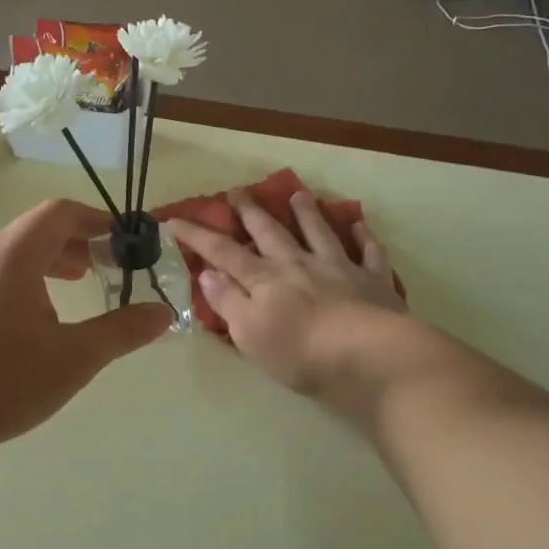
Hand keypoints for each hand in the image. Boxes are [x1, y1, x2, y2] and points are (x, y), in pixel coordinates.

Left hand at [0, 200, 172, 462]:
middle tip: (110, 266)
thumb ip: (120, 332)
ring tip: (80, 285)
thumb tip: (163, 313)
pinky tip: (39, 322)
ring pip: (16, 255)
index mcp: (15, 253)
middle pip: (38, 230)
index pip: (61, 212)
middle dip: (80, 241)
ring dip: (53, 262)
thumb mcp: (72, 357)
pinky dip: (29, 283)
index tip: (128, 243)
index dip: (99, 220)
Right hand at [165, 187, 410, 399]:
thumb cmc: (300, 352)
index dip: (198, 236)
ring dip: (306, 214)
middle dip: (250, 213)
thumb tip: (208, 273)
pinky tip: (361, 225)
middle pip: (270, 233)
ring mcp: (339, 269)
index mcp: (265, 279)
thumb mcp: (249, 333)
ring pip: (319, 233)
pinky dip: (365, 238)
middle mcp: (299, 265)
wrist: (369, 356)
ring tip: (298, 195)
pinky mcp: (373, 282)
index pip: (223, 252)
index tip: (175, 220)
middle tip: (237, 192)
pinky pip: (369, 253)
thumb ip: (228, 301)